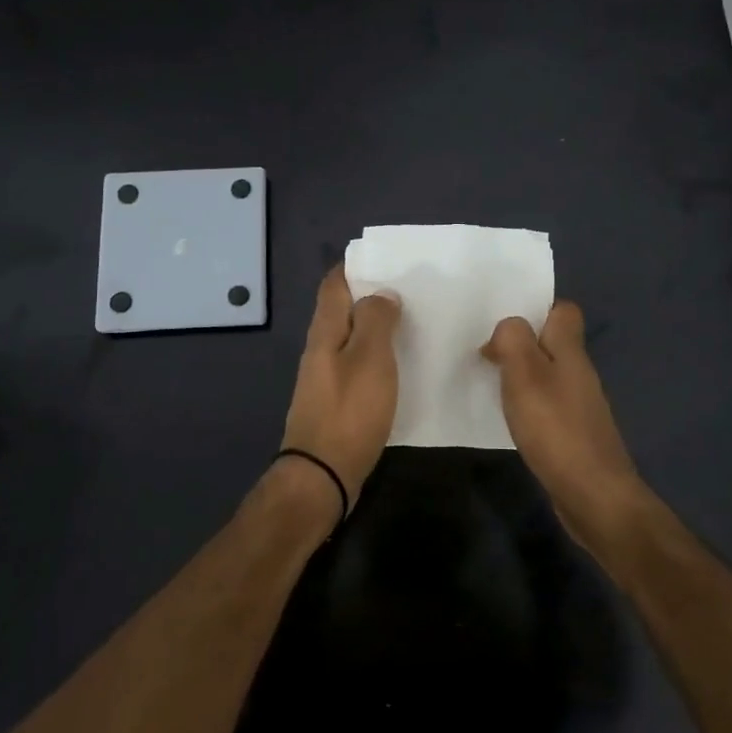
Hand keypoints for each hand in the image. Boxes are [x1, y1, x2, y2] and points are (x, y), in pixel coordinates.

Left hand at [276, 266, 401, 508]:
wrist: (323, 474)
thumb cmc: (349, 411)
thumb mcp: (370, 359)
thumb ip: (375, 321)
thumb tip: (380, 294)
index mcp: (325, 332)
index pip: (334, 285)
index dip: (353, 266)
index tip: (384, 258)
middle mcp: (320, 349)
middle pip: (342, 310)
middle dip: (370, 295)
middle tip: (409, 289)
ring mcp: (326, 377)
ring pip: (351, 338)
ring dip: (375, 326)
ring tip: (411, 321)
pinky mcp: (336, 401)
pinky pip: (357, 365)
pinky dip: (377, 355)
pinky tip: (400, 363)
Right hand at [483, 301, 654, 549]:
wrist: (593, 495)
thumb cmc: (555, 429)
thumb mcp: (525, 374)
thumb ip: (513, 340)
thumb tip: (508, 329)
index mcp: (571, 352)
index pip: (564, 312)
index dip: (537, 311)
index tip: (505, 328)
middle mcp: (580, 374)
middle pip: (553, 344)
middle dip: (521, 345)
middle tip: (487, 357)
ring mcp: (580, 405)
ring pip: (548, 375)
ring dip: (522, 377)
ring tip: (491, 386)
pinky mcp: (574, 434)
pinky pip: (548, 405)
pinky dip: (528, 406)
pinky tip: (511, 421)